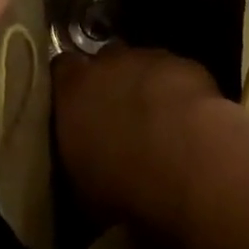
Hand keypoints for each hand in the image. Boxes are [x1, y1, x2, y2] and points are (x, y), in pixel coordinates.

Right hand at [54, 44, 223, 226]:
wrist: (184, 157)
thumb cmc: (121, 183)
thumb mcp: (82, 190)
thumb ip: (76, 162)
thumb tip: (82, 170)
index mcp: (73, 89)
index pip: (61, 70)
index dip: (69, 87)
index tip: (74, 110)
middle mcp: (108, 62)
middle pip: (104, 62)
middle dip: (109, 85)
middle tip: (117, 120)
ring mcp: (149, 58)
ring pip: (142, 66)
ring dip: (145, 88)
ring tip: (156, 125)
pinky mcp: (185, 63)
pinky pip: (175, 75)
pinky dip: (177, 93)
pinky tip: (186, 123)